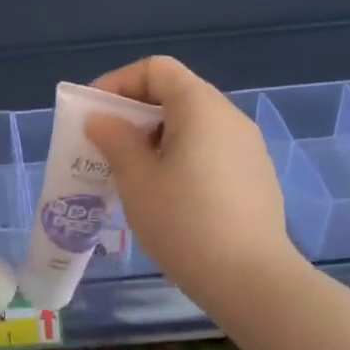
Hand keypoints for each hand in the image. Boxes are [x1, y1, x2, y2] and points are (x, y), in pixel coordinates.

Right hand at [85, 56, 304, 309]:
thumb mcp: (136, 179)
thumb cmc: (184, 223)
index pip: (157, 69)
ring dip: (155, 137)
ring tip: (130, 171)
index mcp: (201, 108)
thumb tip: (102, 120)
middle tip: (105, 145)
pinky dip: (179, 155)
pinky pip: (209, 149)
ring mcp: (247, 147)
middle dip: (134, 112)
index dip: (119, 82)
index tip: (95, 114)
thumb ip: (115, 140)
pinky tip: (165, 193)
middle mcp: (229, 117)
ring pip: (192, 124)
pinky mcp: (254, 176)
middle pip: (175, 93)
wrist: (251, 280)